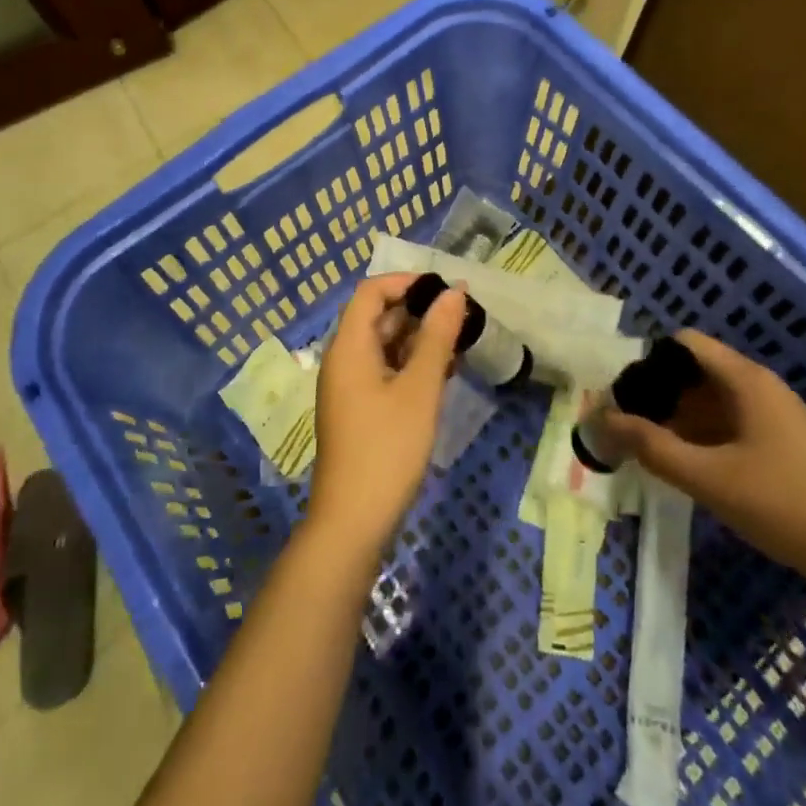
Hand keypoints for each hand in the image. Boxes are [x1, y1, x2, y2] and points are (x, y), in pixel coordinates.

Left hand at [305, 273, 466, 559]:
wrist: (353, 523)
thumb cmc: (387, 448)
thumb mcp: (419, 389)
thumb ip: (437, 337)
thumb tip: (454, 293)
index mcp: (349, 346)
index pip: (372, 291)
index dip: (407, 282)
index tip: (445, 289)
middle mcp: (344, 359)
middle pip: (378, 316)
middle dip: (419, 310)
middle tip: (462, 315)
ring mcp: (349, 387)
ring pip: (385, 345)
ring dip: (419, 339)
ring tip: (460, 342)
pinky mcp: (359, 410)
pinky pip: (385, 371)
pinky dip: (411, 365)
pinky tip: (444, 373)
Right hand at [594, 329, 805, 593]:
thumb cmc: (787, 506)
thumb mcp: (711, 479)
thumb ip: (653, 447)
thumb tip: (601, 419)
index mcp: (745, 380)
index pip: (683, 344)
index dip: (648, 362)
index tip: (623, 395)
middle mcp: (759, 387)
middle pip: (694, 373)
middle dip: (658, 396)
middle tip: (626, 428)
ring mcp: (774, 416)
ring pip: (711, 402)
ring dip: (678, 420)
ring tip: (647, 450)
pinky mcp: (783, 445)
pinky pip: (730, 426)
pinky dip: (702, 438)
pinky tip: (686, 468)